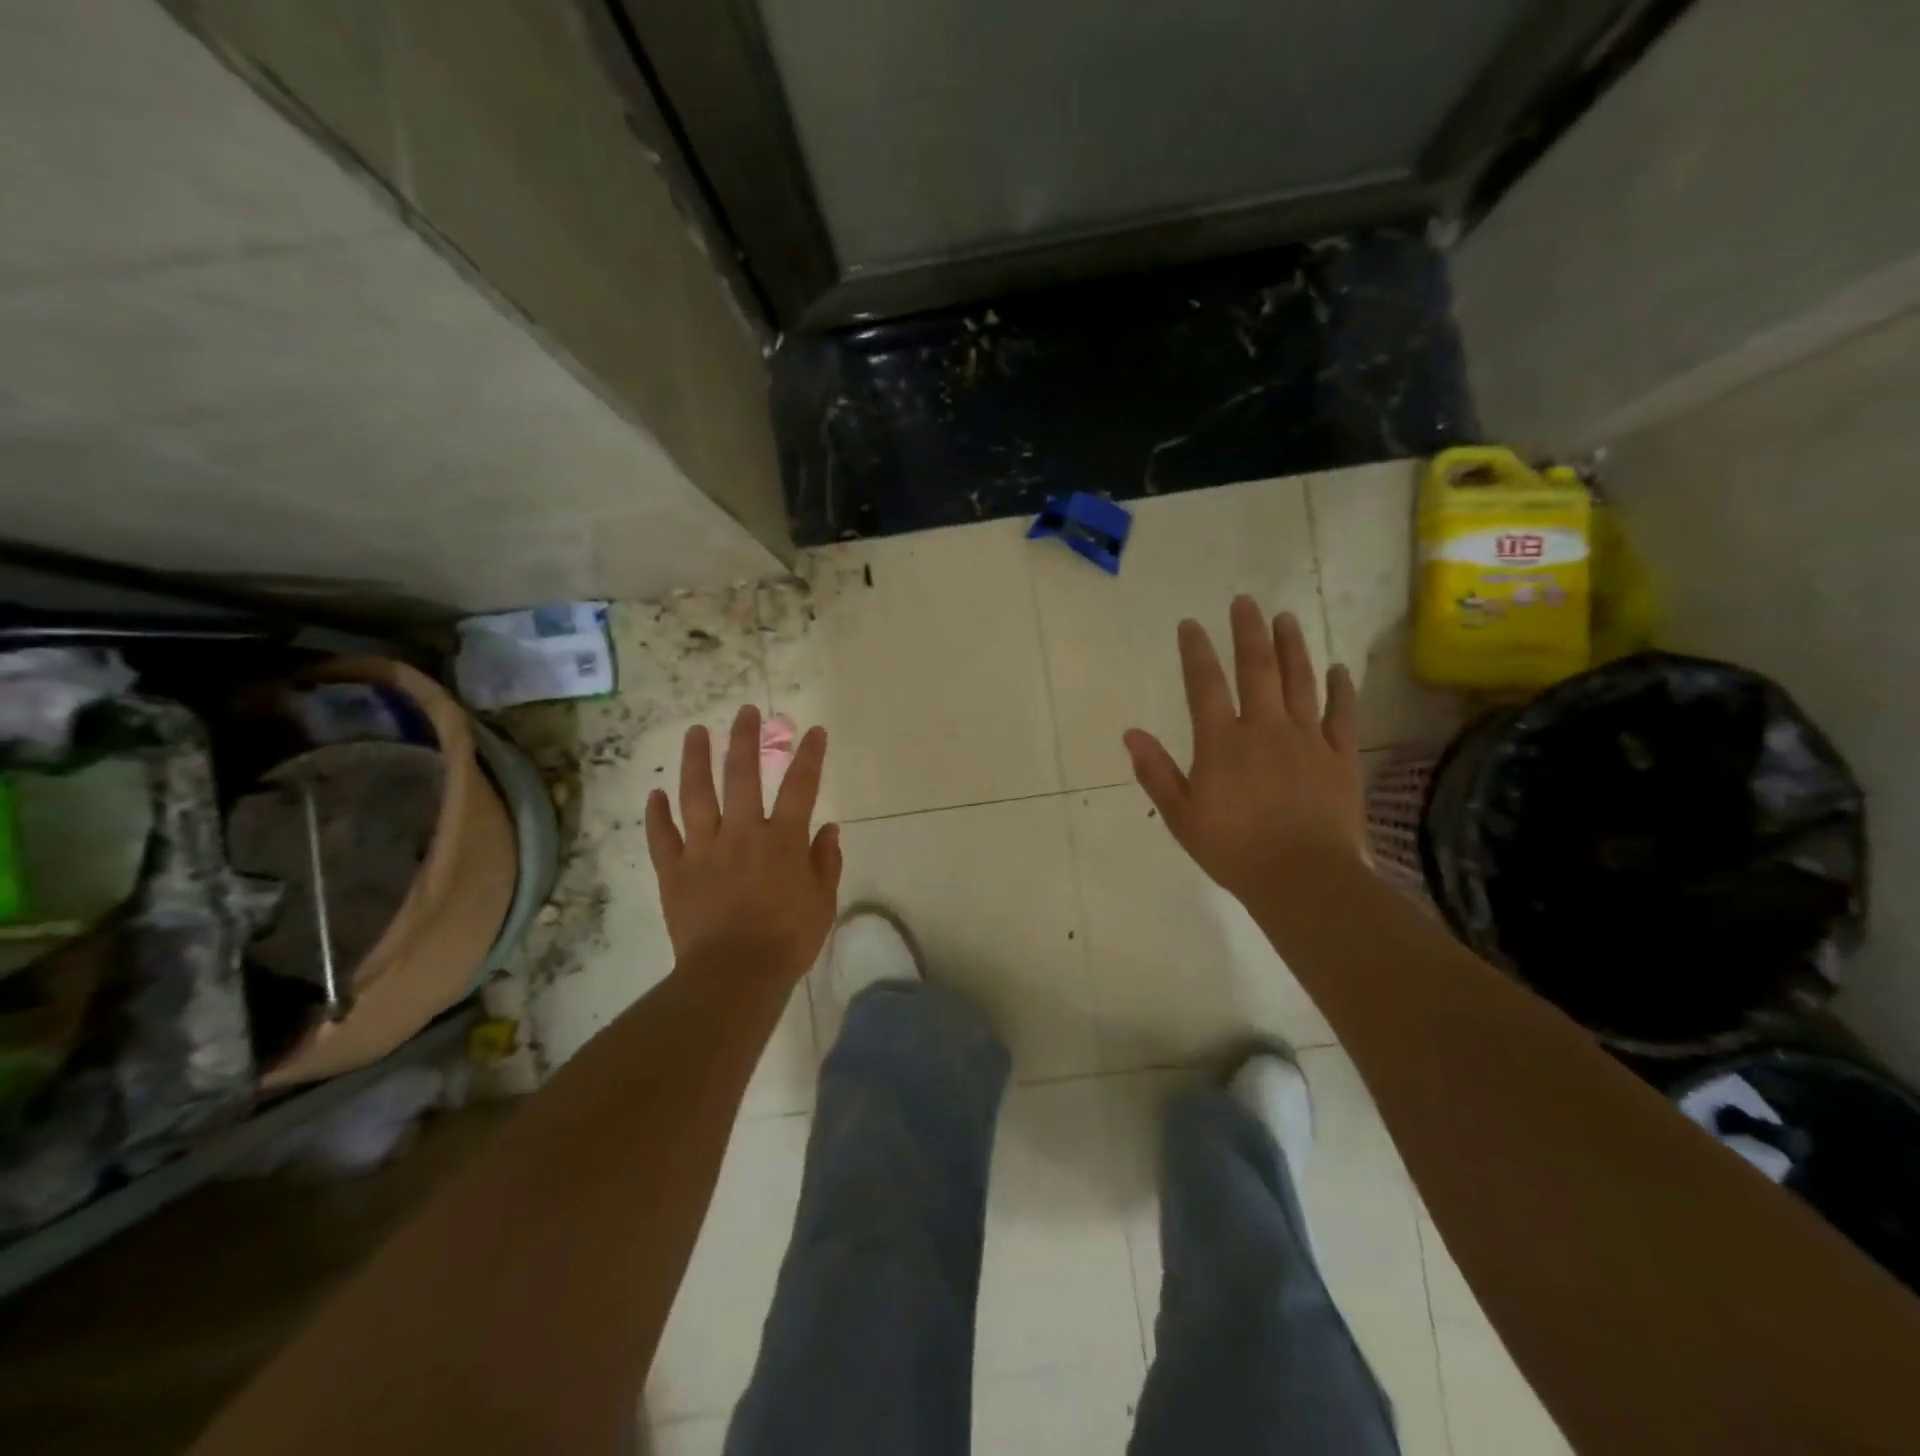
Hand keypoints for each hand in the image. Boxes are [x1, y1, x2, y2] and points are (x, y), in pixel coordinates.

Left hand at [645, 704, 841, 984]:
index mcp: (782, 839)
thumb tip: (829, 829)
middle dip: (745, 739)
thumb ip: (825, 861)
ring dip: (696, 760)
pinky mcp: (674, 871)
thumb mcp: (822, 902)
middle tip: (746, 711)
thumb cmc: (787, 940)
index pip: (800, 786)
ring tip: (696, 732)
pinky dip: (658, 814)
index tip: (814, 731)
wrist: (734, 975)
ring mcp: (703, 849)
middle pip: (741, 774)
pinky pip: (662, 836)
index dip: (809, 755)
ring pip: (696, 794)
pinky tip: (656, 793)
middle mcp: (741, 832)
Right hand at [1124, 597, 1363, 905]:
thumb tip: (1130, 733)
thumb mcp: (1182, 815)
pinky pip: (1343, 714)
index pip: (1205, 684)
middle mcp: (1265, 728)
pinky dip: (1340, 688)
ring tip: (1286, 618)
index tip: (1190, 624)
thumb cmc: (1234, 850)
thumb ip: (1156, 772)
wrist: (1303, 878)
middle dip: (1248, 632)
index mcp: (1222, 742)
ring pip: (1300, 681)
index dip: (1195, 651)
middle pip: (1257, 669)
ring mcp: (1308, 739)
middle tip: (1244, 601)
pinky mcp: (1341, 757)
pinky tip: (1337, 668)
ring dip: (1292, 646)